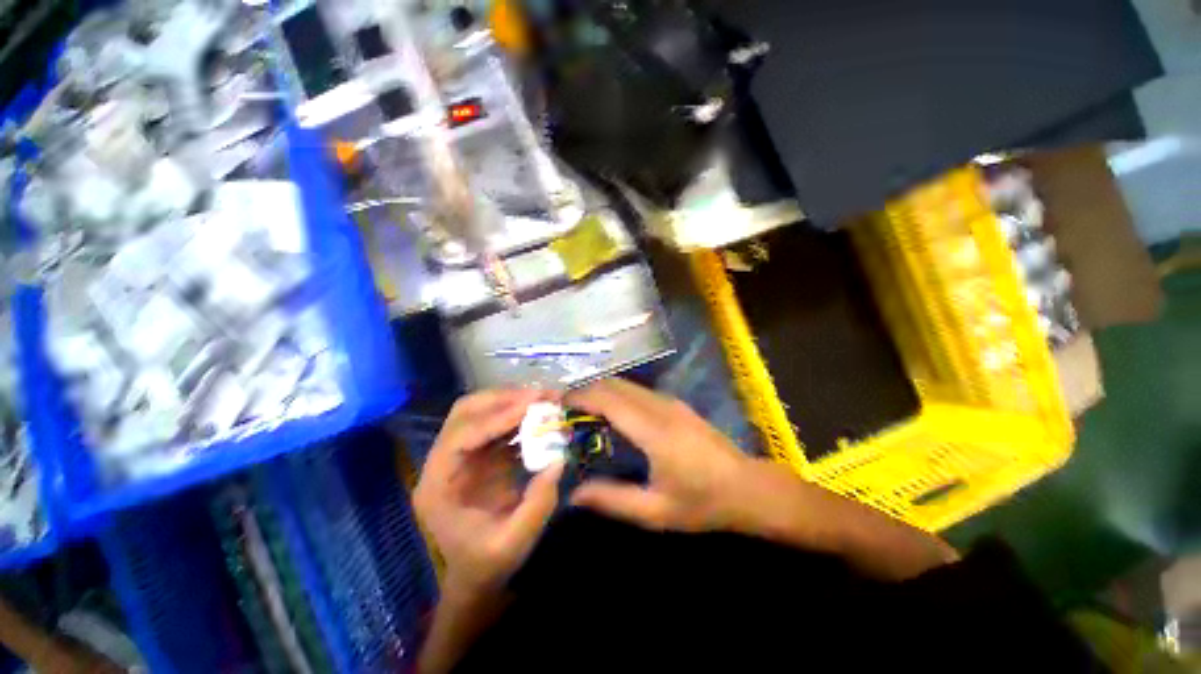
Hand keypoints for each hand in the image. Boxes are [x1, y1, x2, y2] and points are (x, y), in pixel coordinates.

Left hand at [414, 390, 565, 593]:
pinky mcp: (481, 453)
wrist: (476, 574)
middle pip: (466, 412)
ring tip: (546, 399)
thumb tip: (558, 459)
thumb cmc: (486, 564)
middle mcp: (444, 462)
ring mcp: (462, 455)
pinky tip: (541, 415)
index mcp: (437, 485)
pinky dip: (520, 414)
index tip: (531, 405)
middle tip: (541, 395)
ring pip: (481, 411)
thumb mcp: (512, 544)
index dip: (495, 418)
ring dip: (513, 400)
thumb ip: (537, 504)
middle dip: (504, 398)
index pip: (460, 436)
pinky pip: (499, 423)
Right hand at [566, 379, 765, 532]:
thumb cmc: (703, 503)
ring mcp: (670, 402)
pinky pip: (638, 391)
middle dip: (587, 390)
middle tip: (566, 409)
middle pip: (615, 385)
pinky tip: (612, 413)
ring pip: (627, 384)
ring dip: (602, 391)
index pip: (609, 400)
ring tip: (583, 410)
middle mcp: (660, 407)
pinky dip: (618, 394)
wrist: (749, 487)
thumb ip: (612, 500)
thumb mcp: (655, 512)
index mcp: (654, 431)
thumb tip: (574, 494)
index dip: (581, 396)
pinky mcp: (676, 404)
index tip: (559, 404)